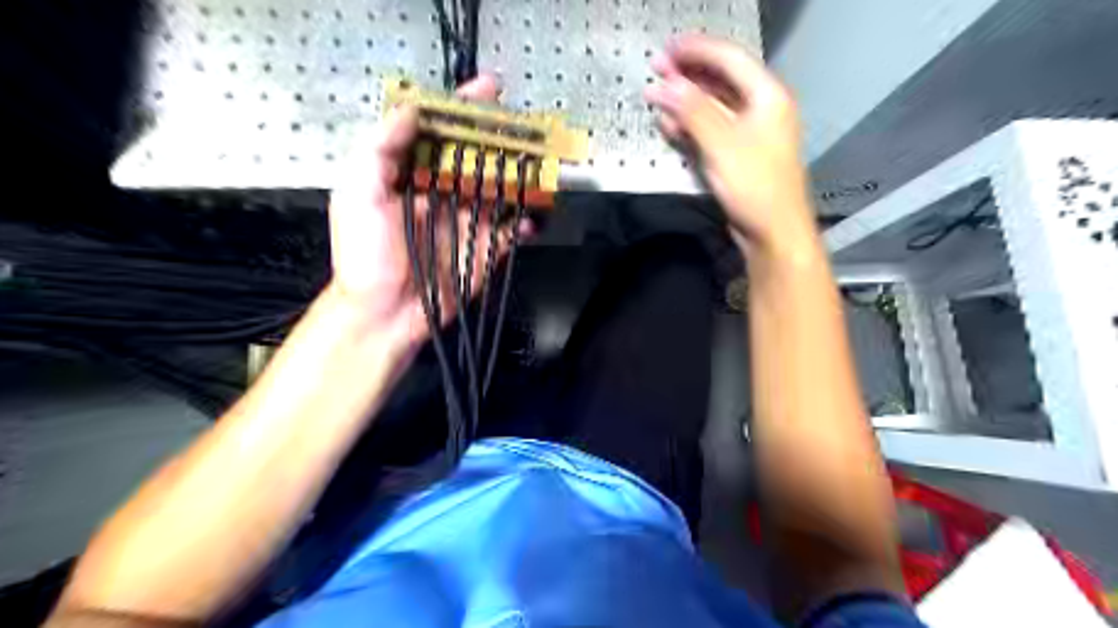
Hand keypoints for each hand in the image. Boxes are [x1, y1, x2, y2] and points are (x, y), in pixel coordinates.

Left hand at [324, 76, 523, 350]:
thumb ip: (379, 150)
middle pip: (477, 155)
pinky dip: (524, 222)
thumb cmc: (364, 258)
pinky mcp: (484, 248)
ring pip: (499, 189)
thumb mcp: (357, 196)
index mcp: (411, 175)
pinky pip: (510, 230)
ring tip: (536, 164)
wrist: (384, 314)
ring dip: (519, 175)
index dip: (464, 109)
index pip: (441, 132)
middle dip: (501, 139)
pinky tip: (528, 217)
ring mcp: (466, 220)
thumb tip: (411, 111)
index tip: (488, 90)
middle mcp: (442, 193)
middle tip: (522, 128)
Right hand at [643, 34, 817, 251]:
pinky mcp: (737, 155)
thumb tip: (666, 86)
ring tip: (655, 99)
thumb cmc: (755, 186)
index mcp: (768, 96)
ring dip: (685, 102)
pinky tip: (670, 126)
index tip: (666, 49)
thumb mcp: (722, 145)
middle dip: (687, 76)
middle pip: (721, 81)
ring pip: (713, 107)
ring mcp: (749, 133)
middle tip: (655, 71)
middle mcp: (760, 109)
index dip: (697, 50)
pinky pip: (711, 131)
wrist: (773, 232)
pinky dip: (690, 126)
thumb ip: (693, 112)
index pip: (730, 60)